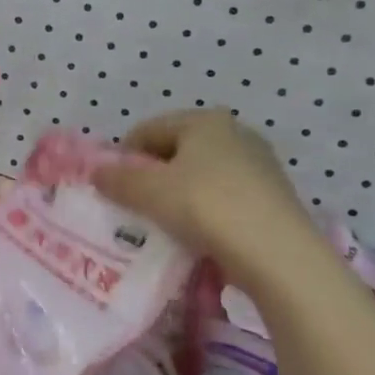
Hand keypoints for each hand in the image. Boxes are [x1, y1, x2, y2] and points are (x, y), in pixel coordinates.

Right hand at [93, 109, 323, 293]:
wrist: (279, 255)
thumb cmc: (206, 207)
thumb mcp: (149, 191)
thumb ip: (116, 178)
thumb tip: (95, 172)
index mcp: (204, 120)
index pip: (148, 129)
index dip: (123, 155)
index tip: (113, 186)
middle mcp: (235, 133)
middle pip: (176, 150)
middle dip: (151, 175)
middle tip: (135, 205)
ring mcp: (259, 165)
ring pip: (200, 175)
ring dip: (177, 194)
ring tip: (164, 223)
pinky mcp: (273, 196)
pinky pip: (223, 196)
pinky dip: (204, 210)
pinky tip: (197, 234)